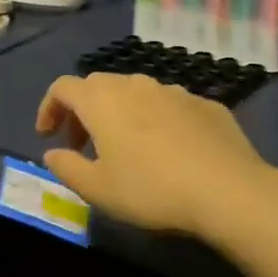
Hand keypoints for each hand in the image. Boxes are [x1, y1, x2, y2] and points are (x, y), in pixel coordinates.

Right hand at [35, 73, 277, 242]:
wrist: (230, 191)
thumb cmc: (151, 190)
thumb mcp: (97, 189)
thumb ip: (66, 167)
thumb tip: (52, 154)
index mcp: (101, 101)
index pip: (62, 87)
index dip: (49, 108)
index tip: (47, 137)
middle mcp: (135, 85)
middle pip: (97, 86)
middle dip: (82, 111)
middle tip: (82, 145)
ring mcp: (174, 91)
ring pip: (135, 92)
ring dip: (119, 113)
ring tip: (125, 147)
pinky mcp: (206, 104)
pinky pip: (168, 105)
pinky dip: (155, 120)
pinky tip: (168, 151)